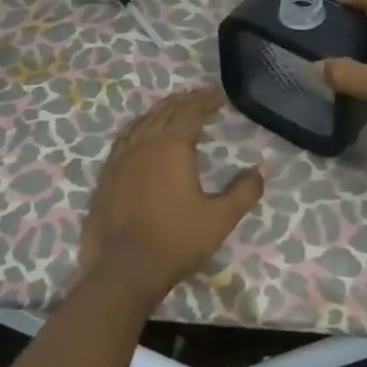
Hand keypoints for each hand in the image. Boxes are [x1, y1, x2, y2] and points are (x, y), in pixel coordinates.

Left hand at [77, 86, 264, 308]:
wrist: (123, 271)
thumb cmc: (176, 241)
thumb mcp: (220, 219)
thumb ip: (244, 192)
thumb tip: (260, 171)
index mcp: (172, 147)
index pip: (191, 111)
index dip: (206, 100)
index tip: (220, 96)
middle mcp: (145, 143)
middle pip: (165, 110)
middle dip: (185, 100)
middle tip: (201, 97)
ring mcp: (121, 158)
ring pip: (143, 121)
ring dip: (161, 110)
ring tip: (174, 108)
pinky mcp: (107, 174)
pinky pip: (125, 137)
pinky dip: (140, 126)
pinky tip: (143, 134)